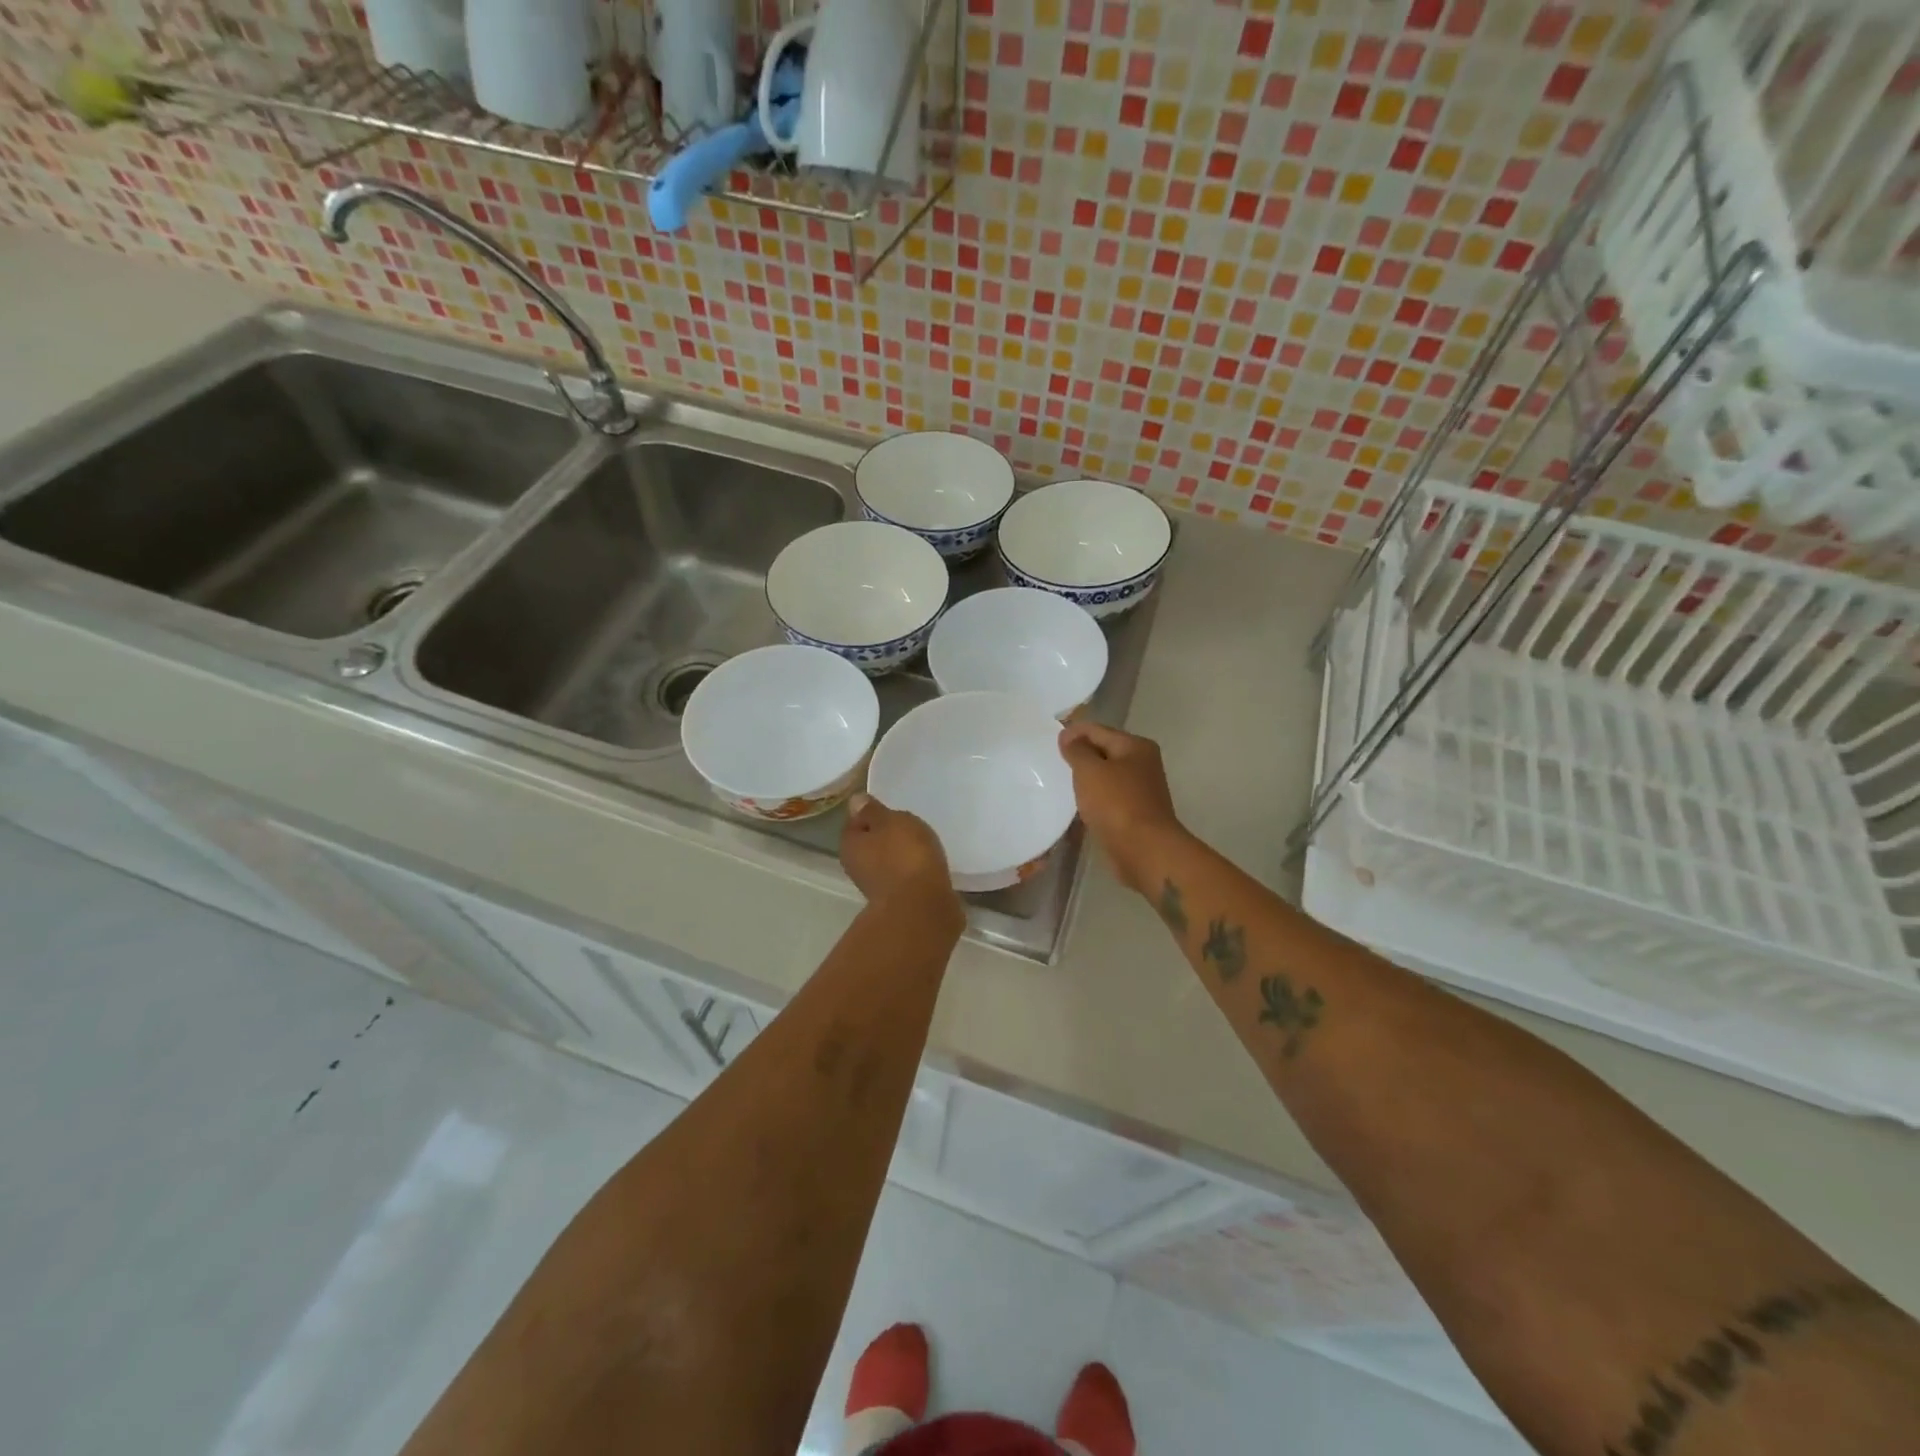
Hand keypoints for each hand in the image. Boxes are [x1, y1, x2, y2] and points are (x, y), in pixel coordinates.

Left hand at [839, 794, 960, 919]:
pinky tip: (930, 865)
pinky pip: (906, 877)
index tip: (890, 809)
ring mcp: (879, 887)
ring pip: (889, 862)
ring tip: (924, 844)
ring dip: (902, 855)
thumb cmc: (904, 856)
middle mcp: (857, 867)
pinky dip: (915, 871)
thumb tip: (855, 801)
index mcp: (850, 845)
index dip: (871, 813)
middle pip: (871, 844)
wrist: (923, 908)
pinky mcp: (901, 901)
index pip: (855, 822)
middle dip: (887, 836)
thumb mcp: (890, 821)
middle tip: (909, 824)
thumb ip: (874, 811)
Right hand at [1058, 722, 1186, 892]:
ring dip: (1087, 778)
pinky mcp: (1136, 814)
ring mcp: (1141, 790)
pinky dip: (1094, 797)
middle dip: (1080, 754)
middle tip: (1051, 760)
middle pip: (1105, 751)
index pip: (1098, 730)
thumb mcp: (1090, 771)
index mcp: (1136, 746)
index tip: (1047, 739)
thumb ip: (1077, 750)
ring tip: (1061, 781)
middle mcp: (1143, 764)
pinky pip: (1109, 798)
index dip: (1073, 732)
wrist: (1145, 850)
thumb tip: (1069, 736)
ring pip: (1107, 776)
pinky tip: (1078, 804)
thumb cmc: (1116, 804)